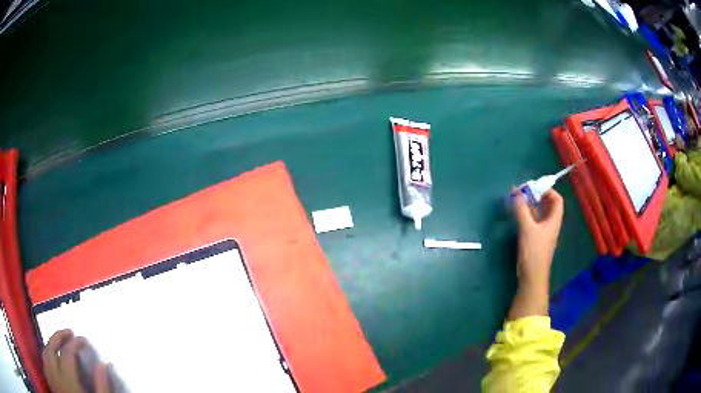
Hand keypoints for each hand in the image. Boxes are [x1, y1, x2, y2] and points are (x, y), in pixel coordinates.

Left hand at [42, 329, 110, 392]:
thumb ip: (101, 386)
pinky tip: (52, 360)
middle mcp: (54, 373)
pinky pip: (44, 362)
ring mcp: (49, 377)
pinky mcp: (49, 381)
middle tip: (69, 332)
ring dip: (51, 344)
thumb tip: (103, 364)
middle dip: (59, 336)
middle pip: (51, 346)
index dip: (75, 343)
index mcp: (67, 379)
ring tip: (59, 344)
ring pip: (45, 353)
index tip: (84, 340)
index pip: (68, 352)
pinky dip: (47, 356)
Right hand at [513, 189, 563, 288]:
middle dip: (537, 196)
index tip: (535, 186)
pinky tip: (518, 215)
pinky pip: (534, 222)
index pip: (557, 200)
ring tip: (518, 200)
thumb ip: (521, 209)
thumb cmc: (533, 251)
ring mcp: (544, 233)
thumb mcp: (527, 228)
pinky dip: (527, 215)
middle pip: (548, 205)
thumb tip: (516, 191)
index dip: (548, 190)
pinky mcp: (536, 240)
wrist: (532, 276)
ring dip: (531, 206)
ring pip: (540, 214)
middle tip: (524, 192)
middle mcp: (551, 224)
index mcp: (554, 220)